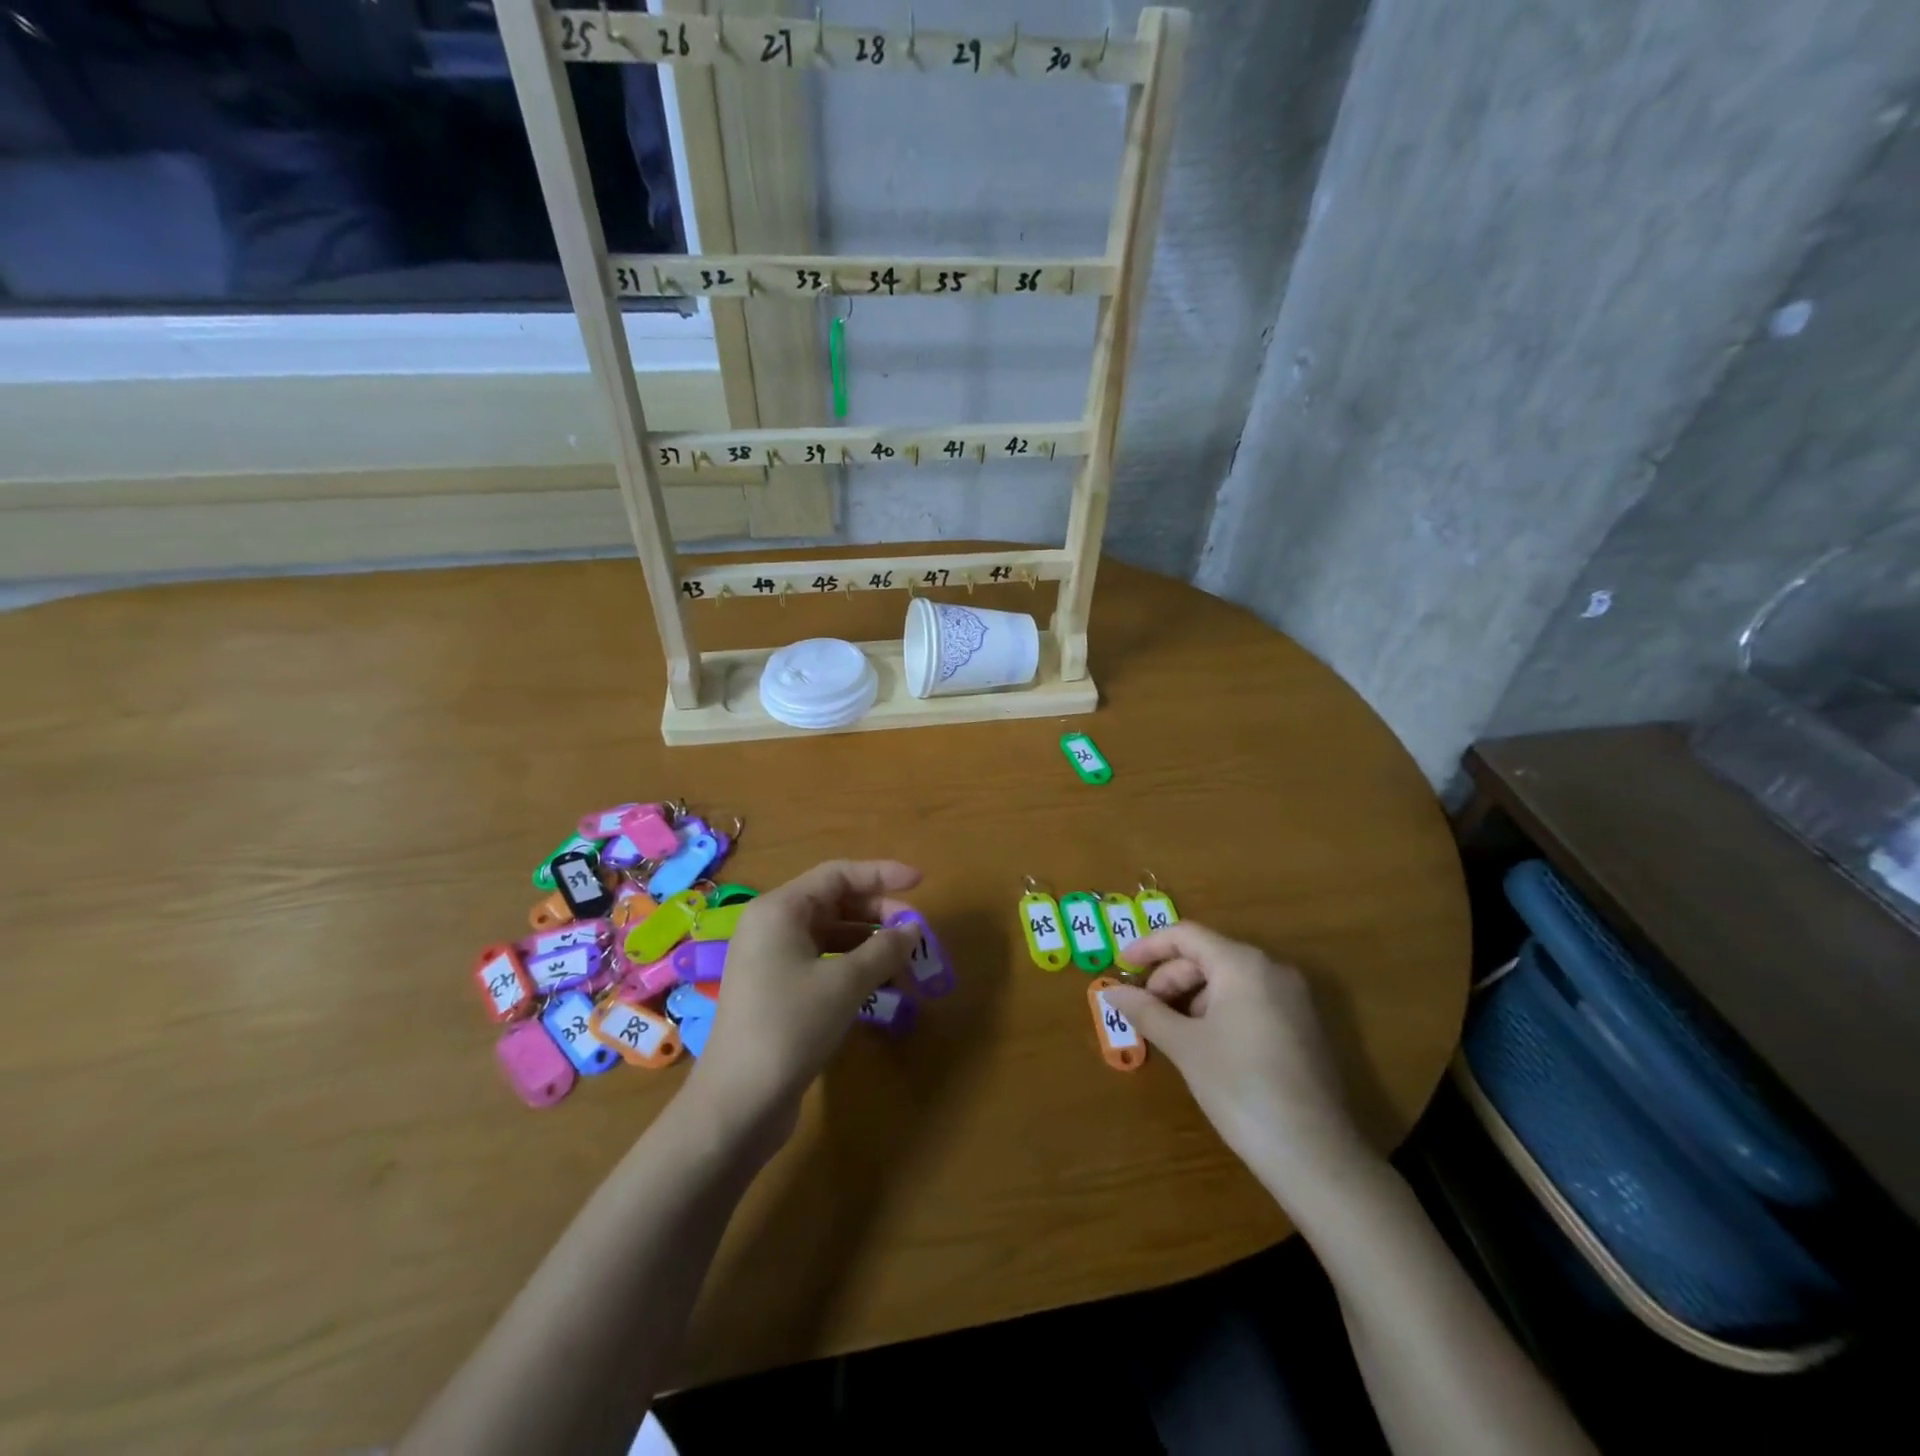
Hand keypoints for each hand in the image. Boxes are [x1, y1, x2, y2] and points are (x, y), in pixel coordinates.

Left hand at [687, 860, 920, 1148]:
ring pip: (831, 935)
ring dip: (870, 943)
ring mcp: (771, 960)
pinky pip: (822, 962)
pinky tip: (881, 985)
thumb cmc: (790, 1026)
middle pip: (835, 902)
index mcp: (780, 909)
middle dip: (879, 913)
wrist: (737, 1103)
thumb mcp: (845, 983)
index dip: (882, 873)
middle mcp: (772, 926)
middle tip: (917, 932)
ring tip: (906, 962)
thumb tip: (913, 929)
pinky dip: (853, 967)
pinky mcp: (776, 991)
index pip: (838, 874)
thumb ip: (884, 949)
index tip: (920, 883)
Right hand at [1104, 922, 1371, 1194]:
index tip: (1121, 966)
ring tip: (1170, 1032)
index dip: (1149, 946)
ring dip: (1192, 998)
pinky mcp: (1303, 1027)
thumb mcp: (1185, 1046)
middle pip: (1208, 956)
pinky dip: (1218, 1011)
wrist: (1315, 1155)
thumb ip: (1146, 1011)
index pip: (1187, 935)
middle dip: (1170, 978)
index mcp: (1243, 964)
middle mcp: (1272, 970)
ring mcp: (1293, 999)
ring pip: (1228, 980)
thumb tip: (1111, 991)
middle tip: (1143, 1010)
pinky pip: (1250, 1000)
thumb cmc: (1240, 1087)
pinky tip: (1204, 1044)